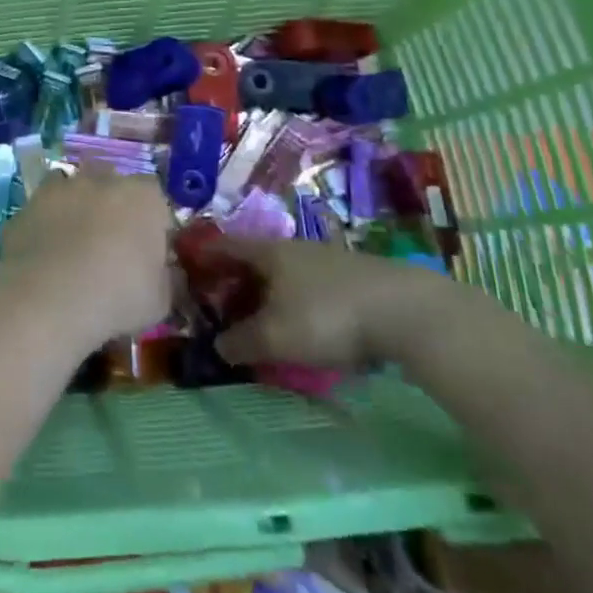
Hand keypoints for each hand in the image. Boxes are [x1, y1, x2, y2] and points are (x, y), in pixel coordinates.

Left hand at [0, 170, 173, 347]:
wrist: (47, 299)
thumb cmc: (116, 296)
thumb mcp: (160, 301)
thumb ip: (168, 278)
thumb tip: (168, 273)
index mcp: (144, 196)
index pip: (157, 197)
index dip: (154, 223)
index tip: (149, 251)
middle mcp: (103, 179)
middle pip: (115, 186)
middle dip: (115, 208)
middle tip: (112, 247)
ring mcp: (61, 187)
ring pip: (76, 190)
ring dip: (79, 209)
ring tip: (76, 246)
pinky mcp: (28, 203)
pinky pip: (44, 209)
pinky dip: (47, 223)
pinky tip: (46, 253)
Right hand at [203, 235, 455, 369]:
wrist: (407, 311)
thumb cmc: (327, 316)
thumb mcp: (275, 336)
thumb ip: (240, 341)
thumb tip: (217, 346)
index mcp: (267, 252)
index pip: (224, 246)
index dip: (203, 258)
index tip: (186, 272)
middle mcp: (293, 248)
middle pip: (253, 261)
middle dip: (235, 283)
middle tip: (220, 309)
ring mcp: (326, 261)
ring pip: (283, 275)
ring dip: (266, 296)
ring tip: (260, 324)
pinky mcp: (354, 279)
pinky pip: (309, 288)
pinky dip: (294, 303)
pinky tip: (302, 328)